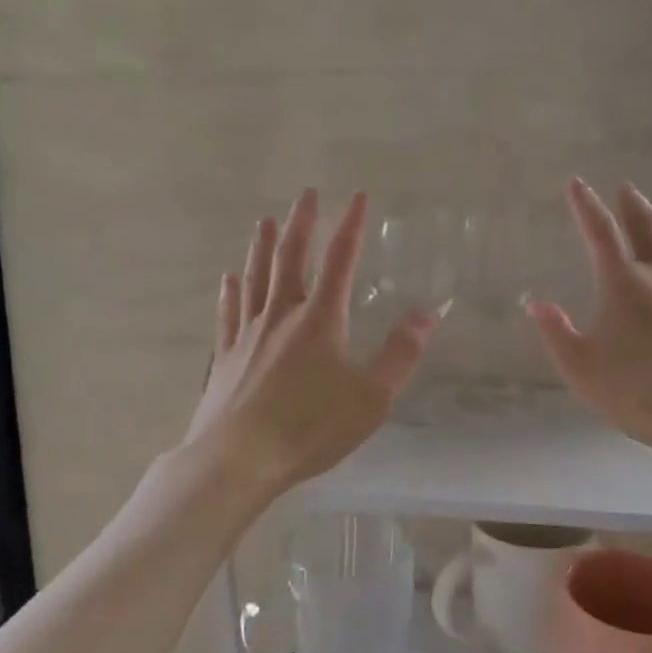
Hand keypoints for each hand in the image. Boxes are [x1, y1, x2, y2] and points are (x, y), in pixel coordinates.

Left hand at [186, 189, 436, 494]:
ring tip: (264, 220)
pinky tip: (228, 278)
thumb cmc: (309, 429)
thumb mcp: (370, 399)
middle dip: (301, 223)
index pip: (340, 260)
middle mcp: (281, 316)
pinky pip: (229, 313)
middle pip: (290, 258)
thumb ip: (399, 355)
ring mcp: (248, 334)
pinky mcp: (226, 356)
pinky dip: (230, 291)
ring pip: (255, 278)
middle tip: (306, 193)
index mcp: (319, 321)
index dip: (350, 225)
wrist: (237, 459)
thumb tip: (425, 313)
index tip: (357, 195)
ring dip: (261, 246)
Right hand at [528, 179, 651, 467]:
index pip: (600, 233)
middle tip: (625, 188)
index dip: (586, 206)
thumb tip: (537, 303)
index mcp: (623, 283)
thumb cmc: (636, 390)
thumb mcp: (580, 367)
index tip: (576, 184)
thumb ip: (556, 332)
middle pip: (647, 227)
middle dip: (631, 205)